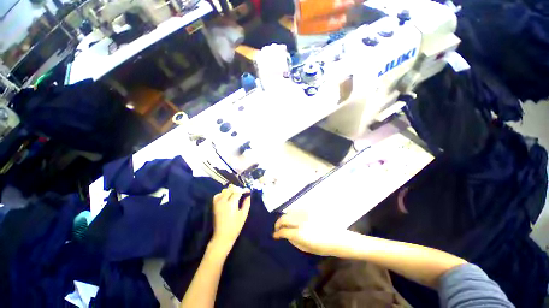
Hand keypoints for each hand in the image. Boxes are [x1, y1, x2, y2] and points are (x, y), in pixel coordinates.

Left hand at [210, 185, 250, 254]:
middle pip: (230, 189)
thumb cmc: (235, 226)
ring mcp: (217, 203)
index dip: (243, 190)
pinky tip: (227, 197)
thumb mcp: (244, 215)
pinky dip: (223, 193)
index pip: (238, 191)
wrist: (222, 236)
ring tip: (236, 194)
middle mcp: (223, 201)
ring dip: (230, 190)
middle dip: (237, 189)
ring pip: (224, 191)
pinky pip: (218, 195)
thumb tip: (248, 195)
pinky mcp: (214, 205)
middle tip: (242, 192)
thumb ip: (246, 203)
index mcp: (231, 203)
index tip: (248, 191)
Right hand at [273, 211, 348, 256]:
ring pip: (289, 211)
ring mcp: (305, 213)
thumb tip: (284, 235)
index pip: (283, 230)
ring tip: (284, 222)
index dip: (277, 233)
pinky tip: (293, 217)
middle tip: (277, 228)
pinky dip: (292, 213)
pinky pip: (297, 209)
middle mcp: (301, 221)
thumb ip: (293, 240)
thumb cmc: (322, 247)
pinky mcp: (309, 209)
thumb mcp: (306, 248)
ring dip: (284, 217)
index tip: (275, 235)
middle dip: (278, 223)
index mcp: (300, 234)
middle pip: (284, 218)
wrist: (337, 237)